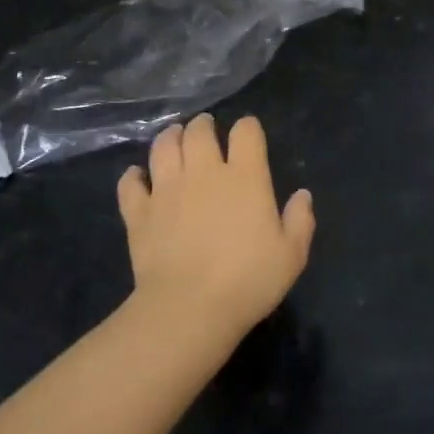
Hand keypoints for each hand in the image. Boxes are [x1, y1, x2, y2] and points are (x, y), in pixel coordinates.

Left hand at [116, 113, 315, 344]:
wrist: (189, 308)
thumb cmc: (248, 281)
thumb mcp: (291, 255)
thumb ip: (300, 220)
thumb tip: (302, 195)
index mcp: (245, 177)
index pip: (246, 133)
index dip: (248, 127)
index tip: (248, 132)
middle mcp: (204, 173)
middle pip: (199, 132)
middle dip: (204, 125)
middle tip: (206, 128)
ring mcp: (166, 190)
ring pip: (163, 147)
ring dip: (170, 137)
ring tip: (174, 136)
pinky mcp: (139, 212)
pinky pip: (130, 183)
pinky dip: (133, 176)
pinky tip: (137, 176)